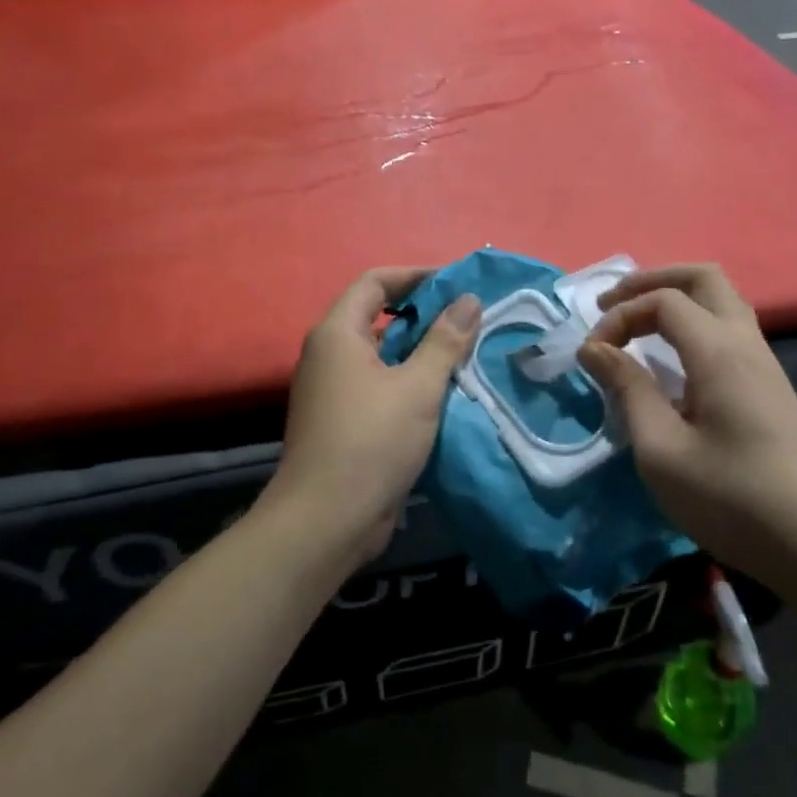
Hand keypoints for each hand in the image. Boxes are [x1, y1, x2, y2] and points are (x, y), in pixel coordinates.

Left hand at [267, 269, 480, 564]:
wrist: (327, 520)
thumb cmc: (371, 441)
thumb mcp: (417, 388)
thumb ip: (445, 341)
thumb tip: (468, 300)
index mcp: (338, 334)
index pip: (374, 283)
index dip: (415, 276)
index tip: (456, 283)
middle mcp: (329, 355)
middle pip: (378, 317)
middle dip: (424, 314)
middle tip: (470, 320)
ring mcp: (333, 390)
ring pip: (382, 355)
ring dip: (421, 351)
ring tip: (467, 353)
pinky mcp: (344, 420)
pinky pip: (380, 385)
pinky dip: (410, 381)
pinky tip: (446, 393)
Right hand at [577, 264, 796, 578]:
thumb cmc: (730, 497)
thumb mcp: (661, 449)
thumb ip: (627, 389)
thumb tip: (595, 348)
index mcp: (719, 351)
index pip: (663, 301)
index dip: (620, 315)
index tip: (592, 356)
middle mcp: (746, 343)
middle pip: (703, 278)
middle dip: (652, 281)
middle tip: (612, 305)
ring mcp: (764, 363)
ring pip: (721, 301)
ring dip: (674, 301)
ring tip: (636, 326)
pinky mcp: (769, 387)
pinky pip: (728, 330)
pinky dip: (691, 325)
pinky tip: (671, 361)